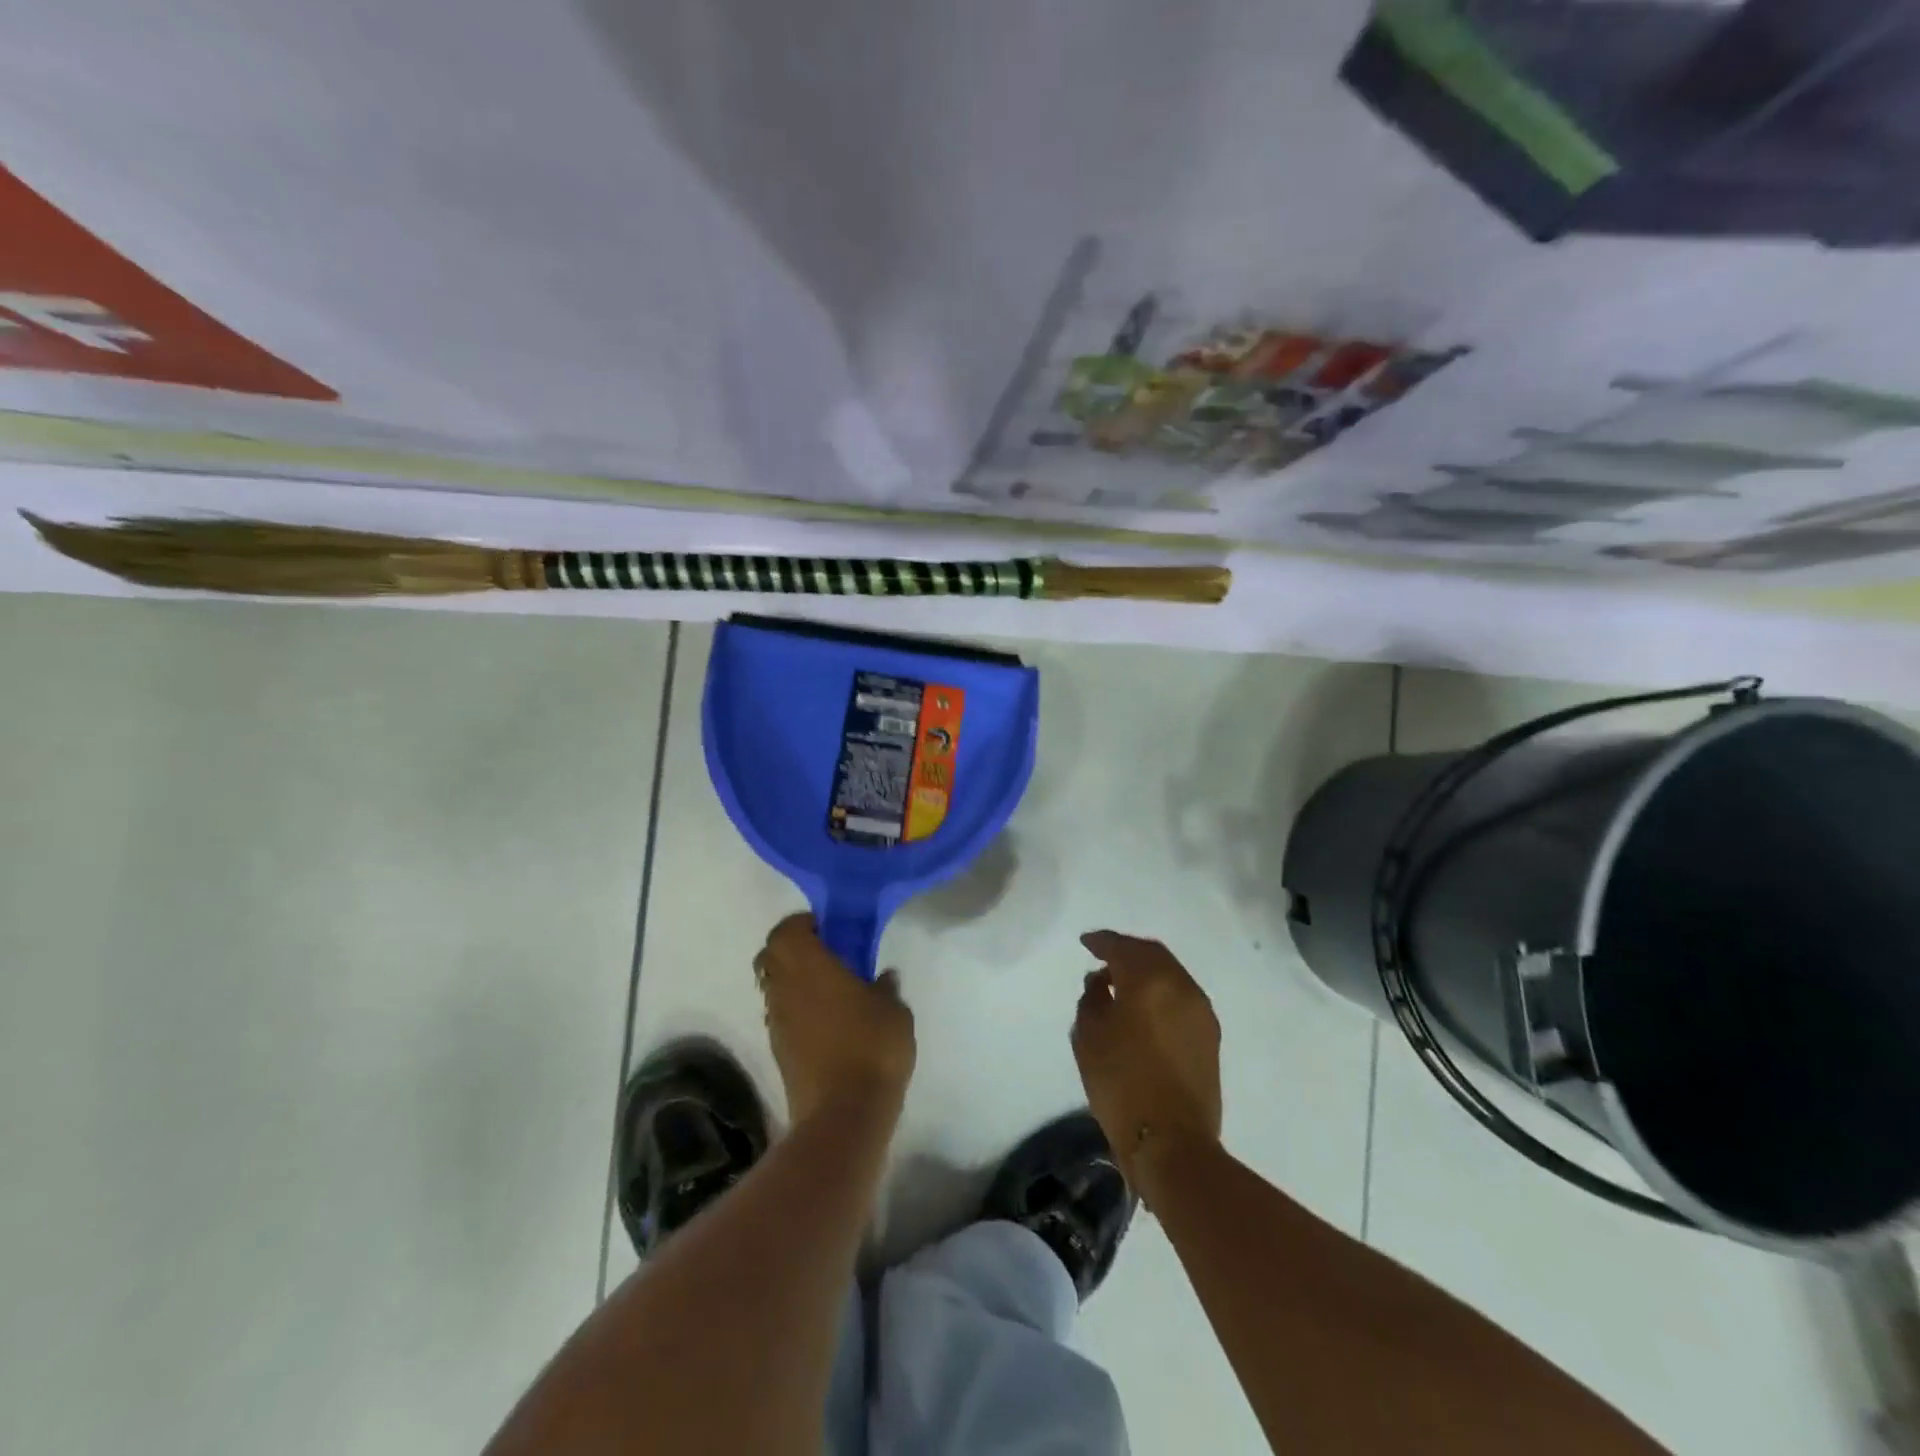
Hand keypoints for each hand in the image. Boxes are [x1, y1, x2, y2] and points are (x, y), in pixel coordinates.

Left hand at [755, 914, 916, 1127]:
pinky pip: (782, 1014)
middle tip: (827, 953)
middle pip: (772, 955)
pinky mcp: (779, 1050)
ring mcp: (777, 1021)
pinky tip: (829, 1020)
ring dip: (795, 980)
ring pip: (775, 985)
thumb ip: (886, 987)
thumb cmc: (871, 1047)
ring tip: (831, 988)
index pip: (786, 929)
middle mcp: (783, 988)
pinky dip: (798, 1008)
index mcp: (808, 965)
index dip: (803, 924)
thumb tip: (883, 977)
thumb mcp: (894, 1010)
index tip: (829, 928)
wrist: (843, 1115)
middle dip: (794, 949)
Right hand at [1072, 931, 1222, 1199]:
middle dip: (1127, 951)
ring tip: (1122, 983)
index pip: (1122, 947)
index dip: (1101, 941)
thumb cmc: (1121, 1084)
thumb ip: (1092, 998)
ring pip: (1170, 974)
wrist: (1172, 1142)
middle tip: (1104, 956)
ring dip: (1146, 972)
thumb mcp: (1089, 1036)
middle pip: (1152, 954)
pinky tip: (1143, 1007)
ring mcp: (1201, 1011)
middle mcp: (1181, 986)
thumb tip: (1102, 981)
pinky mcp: (1210, 1035)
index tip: (1086, 942)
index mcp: (1150, 980)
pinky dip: (1161, 992)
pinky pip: (1181, 996)